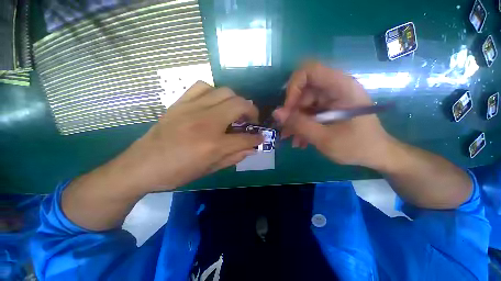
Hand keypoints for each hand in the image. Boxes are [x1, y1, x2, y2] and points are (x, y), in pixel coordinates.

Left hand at [108, 81, 262, 192]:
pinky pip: (202, 86)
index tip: (261, 137)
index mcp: (214, 144)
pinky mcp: (180, 103)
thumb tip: (252, 148)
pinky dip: (214, 92)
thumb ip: (234, 157)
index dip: (257, 138)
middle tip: (251, 120)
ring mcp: (192, 109)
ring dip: (235, 100)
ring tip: (234, 111)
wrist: (141, 166)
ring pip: (224, 91)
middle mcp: (206, 122)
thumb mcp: (210, 169)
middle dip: (252, 112)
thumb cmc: (178, 172)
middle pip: (239, 105)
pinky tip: (214, 103)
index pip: (246, 138)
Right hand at [273, 62, 393, 167]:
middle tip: (286, 130)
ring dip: (294, 121)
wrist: (376, 155)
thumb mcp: (325, 139)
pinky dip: (301, 125)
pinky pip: (307, 112)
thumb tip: (276, 113)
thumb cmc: (357, 147)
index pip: (309, 71)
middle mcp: (334, 88)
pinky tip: (300, 140)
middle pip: (302, 90)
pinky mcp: (327, 108)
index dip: (293, 87)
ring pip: (302, 103)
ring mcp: (330, 98)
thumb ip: (299, 125)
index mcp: (341, 87)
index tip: (288, 110)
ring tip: (291, 139)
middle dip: (291, 111)